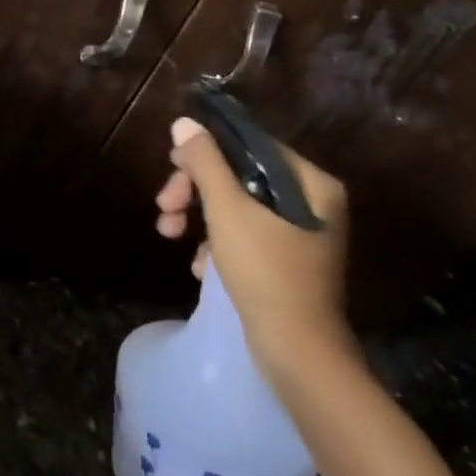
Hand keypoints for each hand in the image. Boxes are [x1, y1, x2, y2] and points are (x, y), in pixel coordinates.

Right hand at [154, 116, 352, 380]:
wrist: (298, 353)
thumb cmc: (266, 271)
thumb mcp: (228, 209)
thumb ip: (205, 162)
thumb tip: (184, 122)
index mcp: (311, 183)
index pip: (250, 145)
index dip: (206, 150)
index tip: (171, 163)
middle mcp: (311, 203)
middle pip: (239, 176)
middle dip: (194, 189)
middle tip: (163, 205)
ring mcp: (299, 235)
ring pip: (236, 206)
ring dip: (197, 216)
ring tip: (168, 234)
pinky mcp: (285, 262)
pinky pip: (244, 236)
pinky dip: (216, 244)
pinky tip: (198, 266)